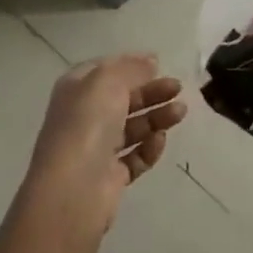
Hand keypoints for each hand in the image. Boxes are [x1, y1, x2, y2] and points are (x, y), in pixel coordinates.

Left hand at [24, 54, 186, 233]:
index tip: (158, 64)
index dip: (131, 65)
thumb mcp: (108, 81)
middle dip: (152, 91)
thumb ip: (131, 68)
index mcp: (76, 90)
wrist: (72, 190)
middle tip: (177, 88)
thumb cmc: (87, 124)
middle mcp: (85, 117)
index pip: (106, 71)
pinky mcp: (110, 177)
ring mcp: (97, 149)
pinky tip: (160, 140)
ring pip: (134, 127)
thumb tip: (150, 62)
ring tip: (180, 112)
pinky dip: (150, 148)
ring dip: (157, 117)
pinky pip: (136, 157)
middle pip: (124, 99)